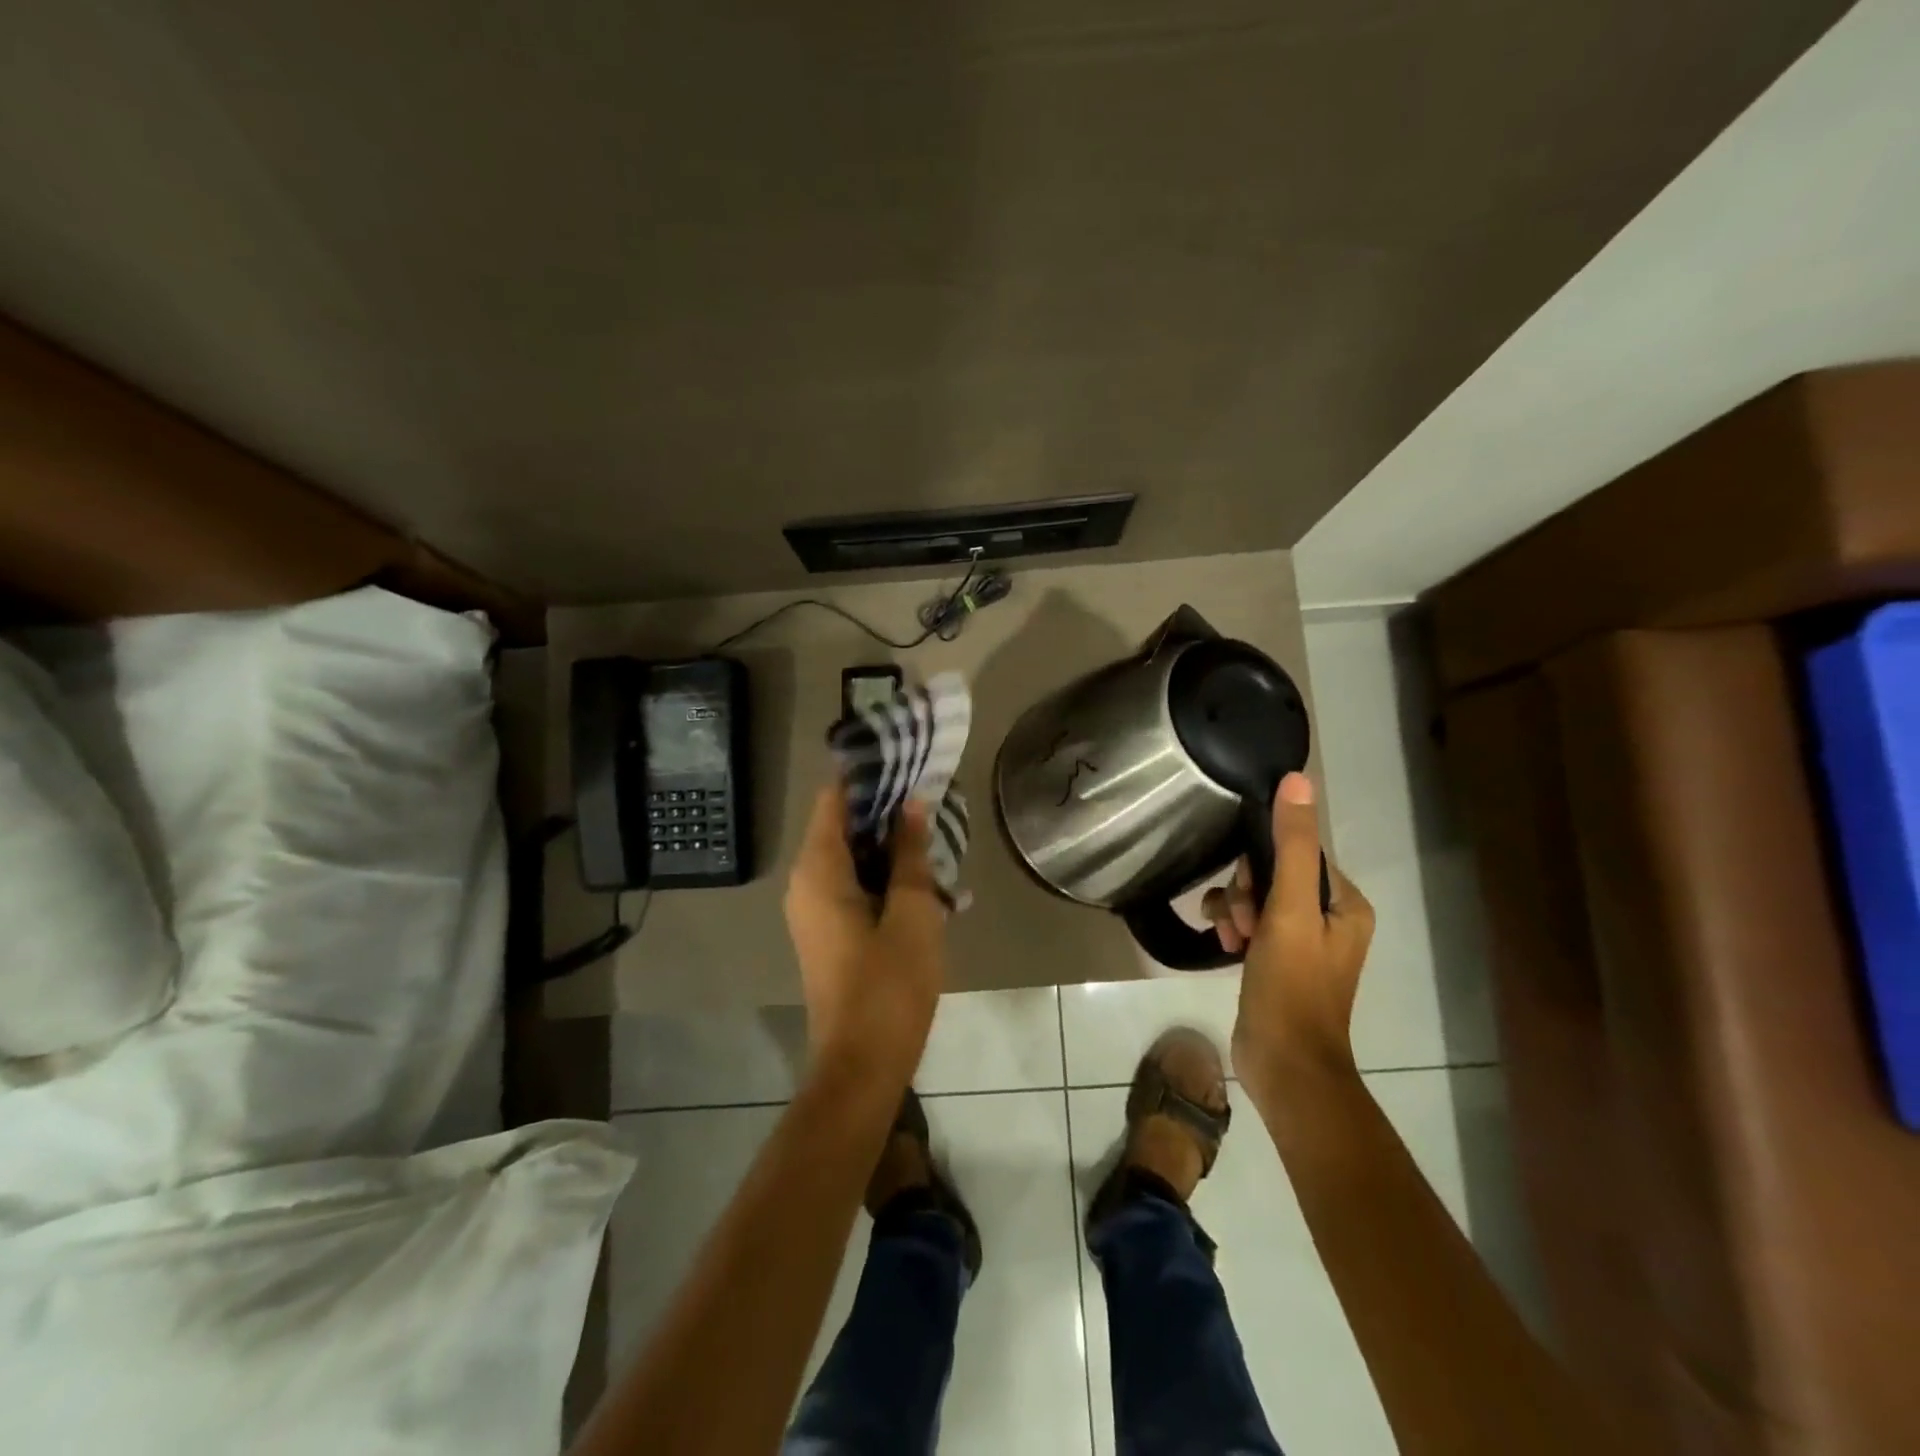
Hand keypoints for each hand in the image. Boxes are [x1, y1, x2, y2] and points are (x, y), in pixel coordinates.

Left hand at [783, 782, 947, 1086]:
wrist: (862, 1065)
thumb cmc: (889, 985)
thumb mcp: (912, 912)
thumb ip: (910, 854)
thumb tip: (912, 803)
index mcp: (818, 870)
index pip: (834, 799)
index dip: (867, 775)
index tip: (904, 758)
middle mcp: (806, 882)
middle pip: (842, 826)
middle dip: (885, 810)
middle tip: (932, 795)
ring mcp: (815, 910)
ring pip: (851, 858)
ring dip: (889, 845)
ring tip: (935, 830)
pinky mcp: (829, 932)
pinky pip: (854, 886)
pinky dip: (884, 875)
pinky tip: (925, 877)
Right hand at [1203, 772, 1373, 1088]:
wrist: (1283, 1065)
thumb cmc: (1292, 985)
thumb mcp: (1290, 910)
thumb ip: (1292, 845)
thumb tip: (1297, 779)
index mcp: (1345, 903)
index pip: (1297, 852)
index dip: (1263, 864)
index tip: (1250, 893)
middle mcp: (1329, 917)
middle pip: (1273, 874)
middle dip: (1246, 893)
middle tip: (1242, 923)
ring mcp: (1301, 941)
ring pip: (1255, 898)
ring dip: (1234, 910)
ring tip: (1229, 937)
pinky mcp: (1276, 960)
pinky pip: (1249, 924)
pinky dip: (1232, 927)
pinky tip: (1221, 943)